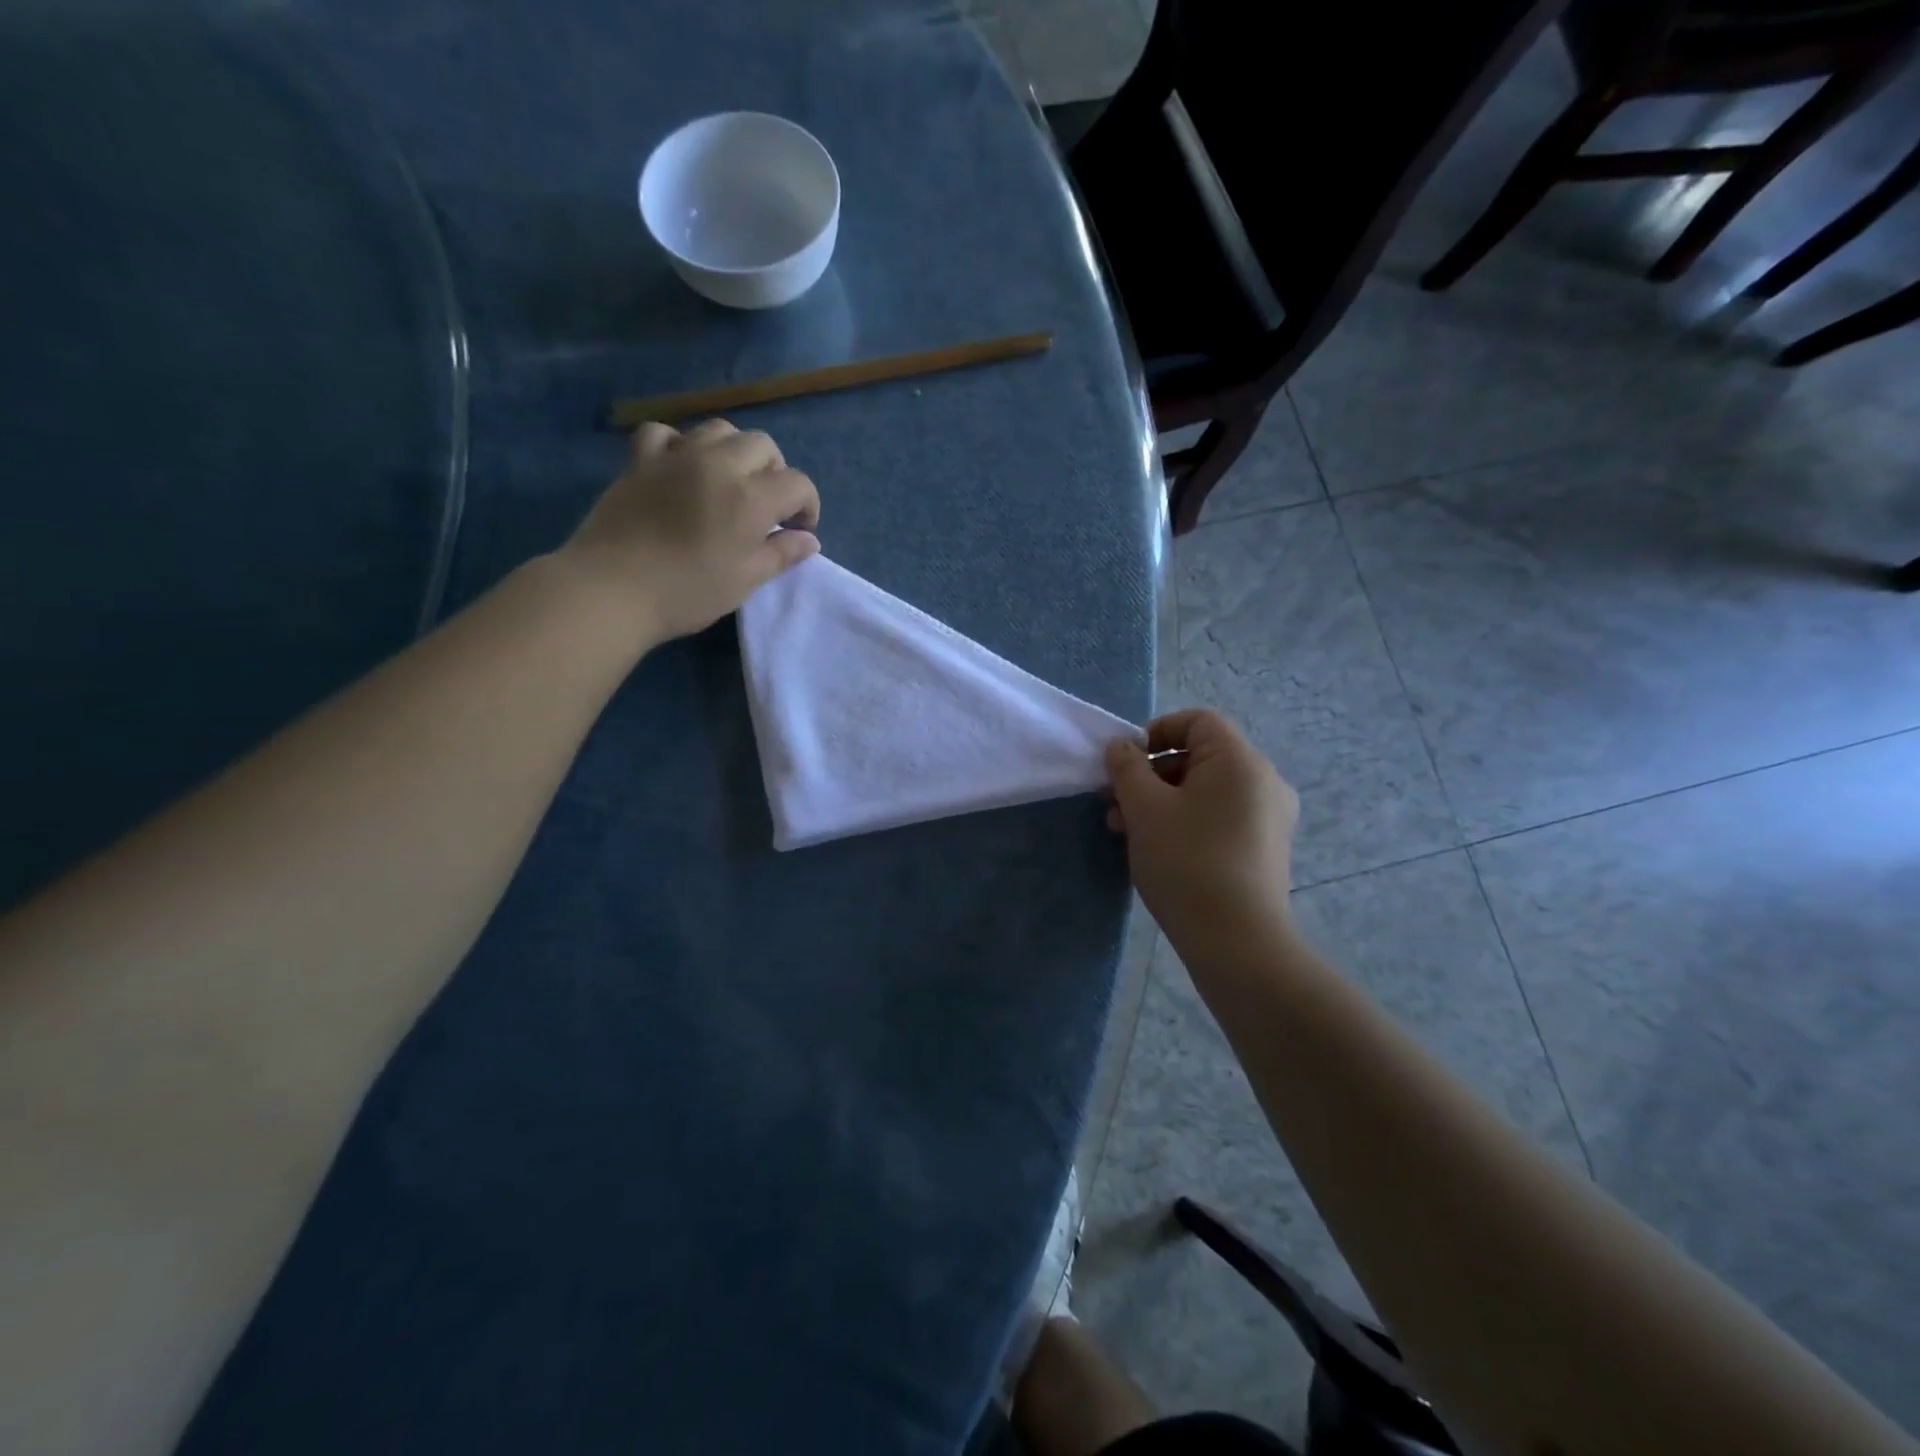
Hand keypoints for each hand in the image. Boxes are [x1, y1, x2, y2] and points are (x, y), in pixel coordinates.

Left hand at [561, 418, 820, 645]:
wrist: (612, 589)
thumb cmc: (687, 591)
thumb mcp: (745, 580)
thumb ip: (781, 554)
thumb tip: (809, 540)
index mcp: (750, 497)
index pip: (797, 483)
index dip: (807, 506)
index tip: (799, 532)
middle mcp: (718, 464)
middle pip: (762, 445)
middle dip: (775, 472)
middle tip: (767, 507)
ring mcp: (676, 456)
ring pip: (719, 429)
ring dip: (735, 451)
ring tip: (729, 482)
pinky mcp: (640, 460)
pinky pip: (665, 433)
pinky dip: (680, 444)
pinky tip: (681, 467)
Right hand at [1104, 710, 1298, 950]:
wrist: (1237, 941)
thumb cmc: (1187, 861)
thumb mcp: (1144, 809)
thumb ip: (1127, 768)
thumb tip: (1120, 747)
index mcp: (1239, 760)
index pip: (1196, 721)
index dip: (1155, 732)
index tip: (1124, 763)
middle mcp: (1263, 780)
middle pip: (1199, 756)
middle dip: (1150, 773)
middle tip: (1114, 802)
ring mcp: (1268, 817)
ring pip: (1205, 790)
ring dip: (1161, 800)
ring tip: (1124, 830)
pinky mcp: (1264, 848)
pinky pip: (1219, 816)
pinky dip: (1185, 820)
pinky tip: (1156, 847)